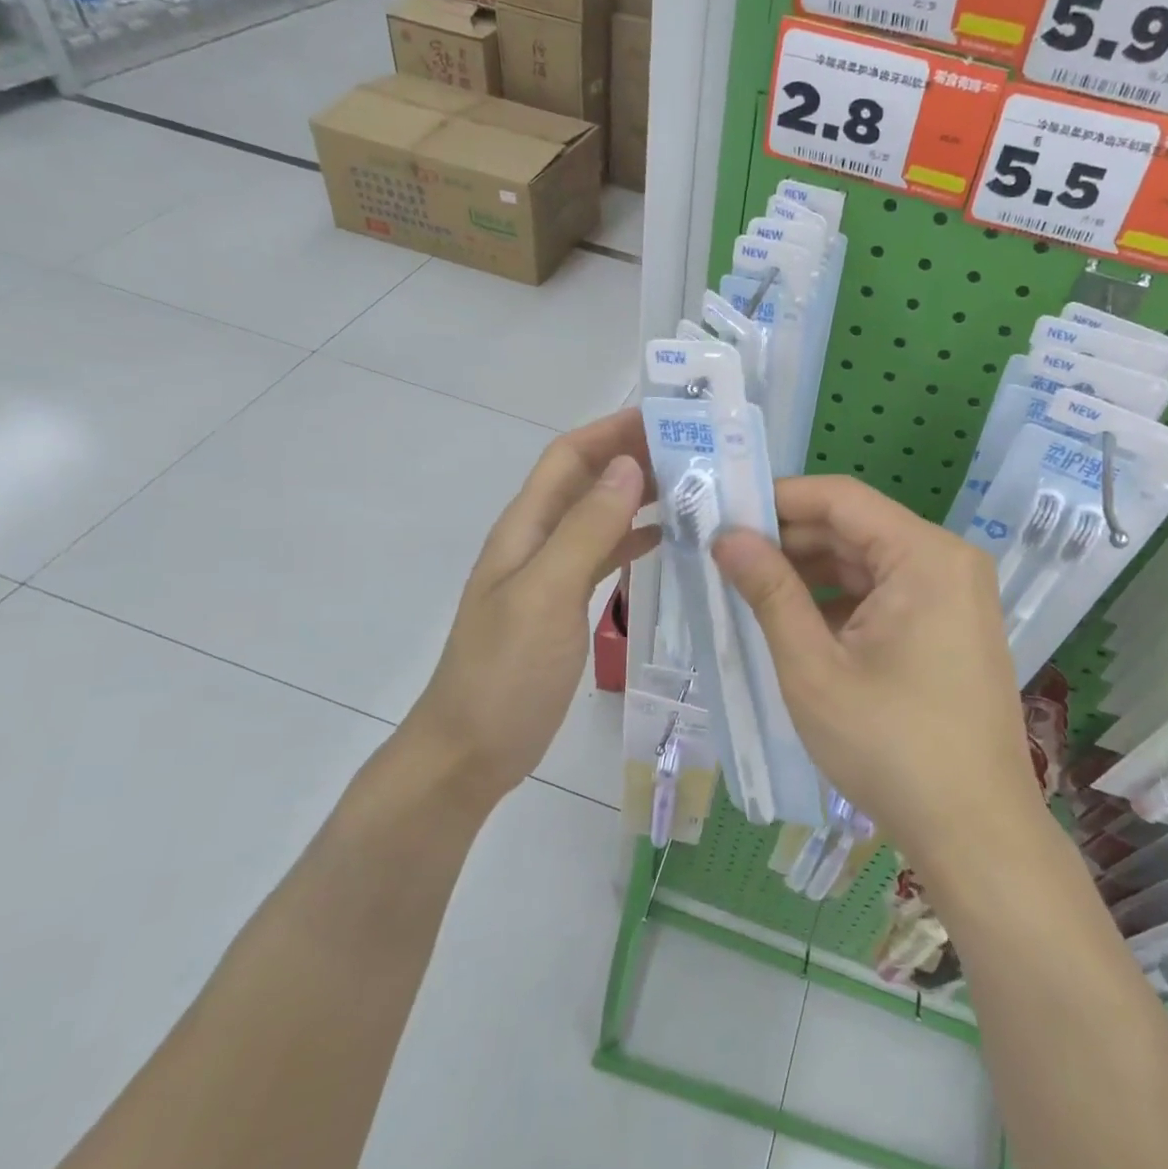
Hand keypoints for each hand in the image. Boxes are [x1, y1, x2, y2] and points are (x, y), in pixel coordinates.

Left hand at [404, 409, 657, 809]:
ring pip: (600, 515)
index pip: (570, 456)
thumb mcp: (546, 594)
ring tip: (694, 488)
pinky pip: (605, 554)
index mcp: (526, 527)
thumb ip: (586, 530)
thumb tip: (629, 467)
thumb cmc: (505, 672)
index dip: (612, 430)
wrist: (471, 750)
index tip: (667, 418)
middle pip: (588, 480)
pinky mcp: (566, 603)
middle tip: (696, 451)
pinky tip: (668, 539)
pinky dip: (635, 538)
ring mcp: (552, 572)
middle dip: (633, 456)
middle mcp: (538, 539)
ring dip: (639, 495)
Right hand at [712, 476, 1042, 870]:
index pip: (841, 498)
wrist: (976, 834)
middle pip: (855, 528)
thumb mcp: (814, 668)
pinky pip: (886, 593)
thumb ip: (770, 592)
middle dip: (790, 540)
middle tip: (726, 556)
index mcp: (925, 556)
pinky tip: (796, 622)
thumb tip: (727, 537)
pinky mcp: (950, 625)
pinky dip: (841, 601)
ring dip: (811, 572)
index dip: (779, 499)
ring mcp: (954, 594)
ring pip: (868, 562)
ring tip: (749, 588)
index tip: (725, 512)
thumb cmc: (891, 747)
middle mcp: (948, 561)